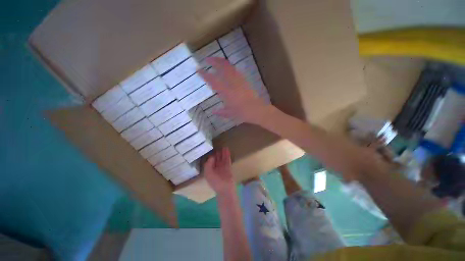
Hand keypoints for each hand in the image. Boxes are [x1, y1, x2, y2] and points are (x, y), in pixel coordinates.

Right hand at [198, 57, 270, 124]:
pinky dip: (230, 67)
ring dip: (222, 62)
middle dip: (214, 61)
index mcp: (226, 92)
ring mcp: (239, 81)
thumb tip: (214, 111)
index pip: (213, 81)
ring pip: (230, 67)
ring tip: (217, 60)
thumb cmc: (242, 113)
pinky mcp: (245, 81)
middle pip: (223, 68)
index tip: (198, 70)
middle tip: (208, 59)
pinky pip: (236, 71)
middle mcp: (232, 84)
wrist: (256, 110)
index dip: (204, 74)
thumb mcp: (230, 114)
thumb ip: (221, 112)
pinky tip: (228, 68)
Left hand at [203, 148, 234, 194]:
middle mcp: (216, 169)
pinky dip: (227, 155)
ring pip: (222, 159)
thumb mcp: (208, 173)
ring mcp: (223, 168)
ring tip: (224, 147)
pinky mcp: (228, 168)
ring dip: (223, 153)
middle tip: (218, 147)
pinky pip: (227, 160)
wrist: (225, 189)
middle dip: (217, 154)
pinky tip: (227, 150)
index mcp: (210, 171)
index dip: (211, 156)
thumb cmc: (215, 182)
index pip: (210, 162)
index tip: (212, 150)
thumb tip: (212, 157)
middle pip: (217, 159)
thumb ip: (208, 164)